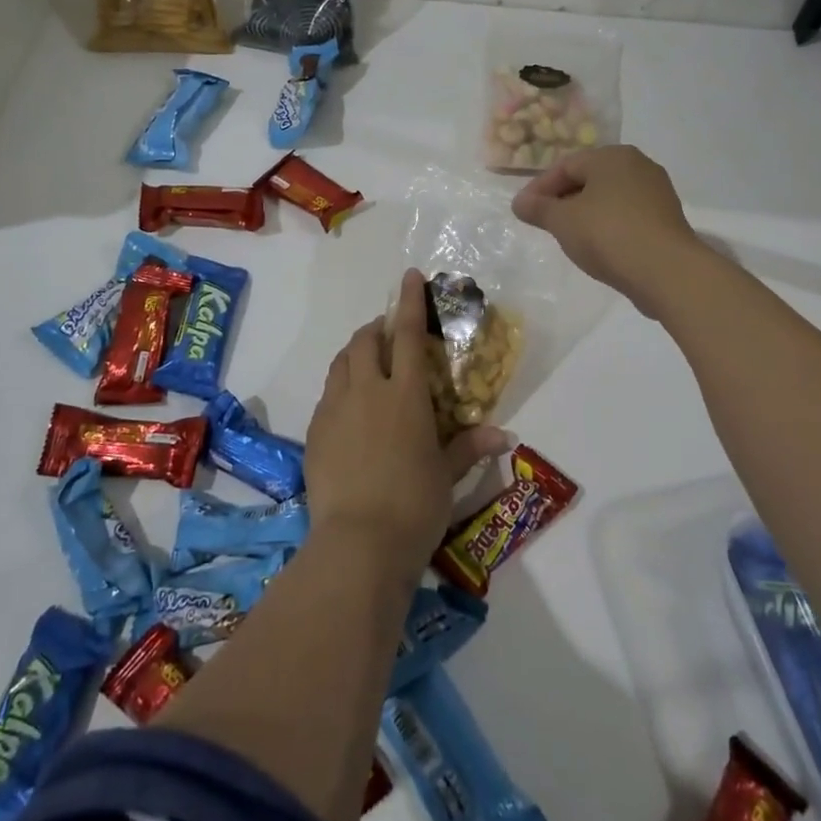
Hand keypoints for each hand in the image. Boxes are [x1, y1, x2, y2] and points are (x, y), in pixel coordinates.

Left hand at [303, 269, 508, 569]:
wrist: (358, 543)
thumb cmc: (415, 505)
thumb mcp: (446, 475)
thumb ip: (470, 447)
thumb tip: (504, 435)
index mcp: (405, 395)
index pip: (409, 335)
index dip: (410, 301)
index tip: (409, 276)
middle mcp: (368, 391)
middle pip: (366, 341)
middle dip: (377, 328)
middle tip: (390, 335)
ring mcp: (336, 409)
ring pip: (342, 363)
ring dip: (356, 353)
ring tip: (368, 364)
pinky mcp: (315, 432)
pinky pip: (328, 394)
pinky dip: (341, 387)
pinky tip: (350, 409)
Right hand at [512, 145, 705, 318]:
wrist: (666, 271)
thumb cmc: (607, 235)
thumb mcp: (562, 221)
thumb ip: (538, 208)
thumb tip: (519, 202)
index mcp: (611, 156)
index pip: (566, 165)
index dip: (539, 187)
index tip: (523, 211)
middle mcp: (637, 165)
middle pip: (589, 178)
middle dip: (563, 198)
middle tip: (544, 222)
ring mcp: (656, 191)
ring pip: (609, 197)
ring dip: (585, 212)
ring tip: (568, 236)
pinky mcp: (666, 218)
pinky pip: (627, 214)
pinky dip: (607, 224)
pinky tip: (598, 245)